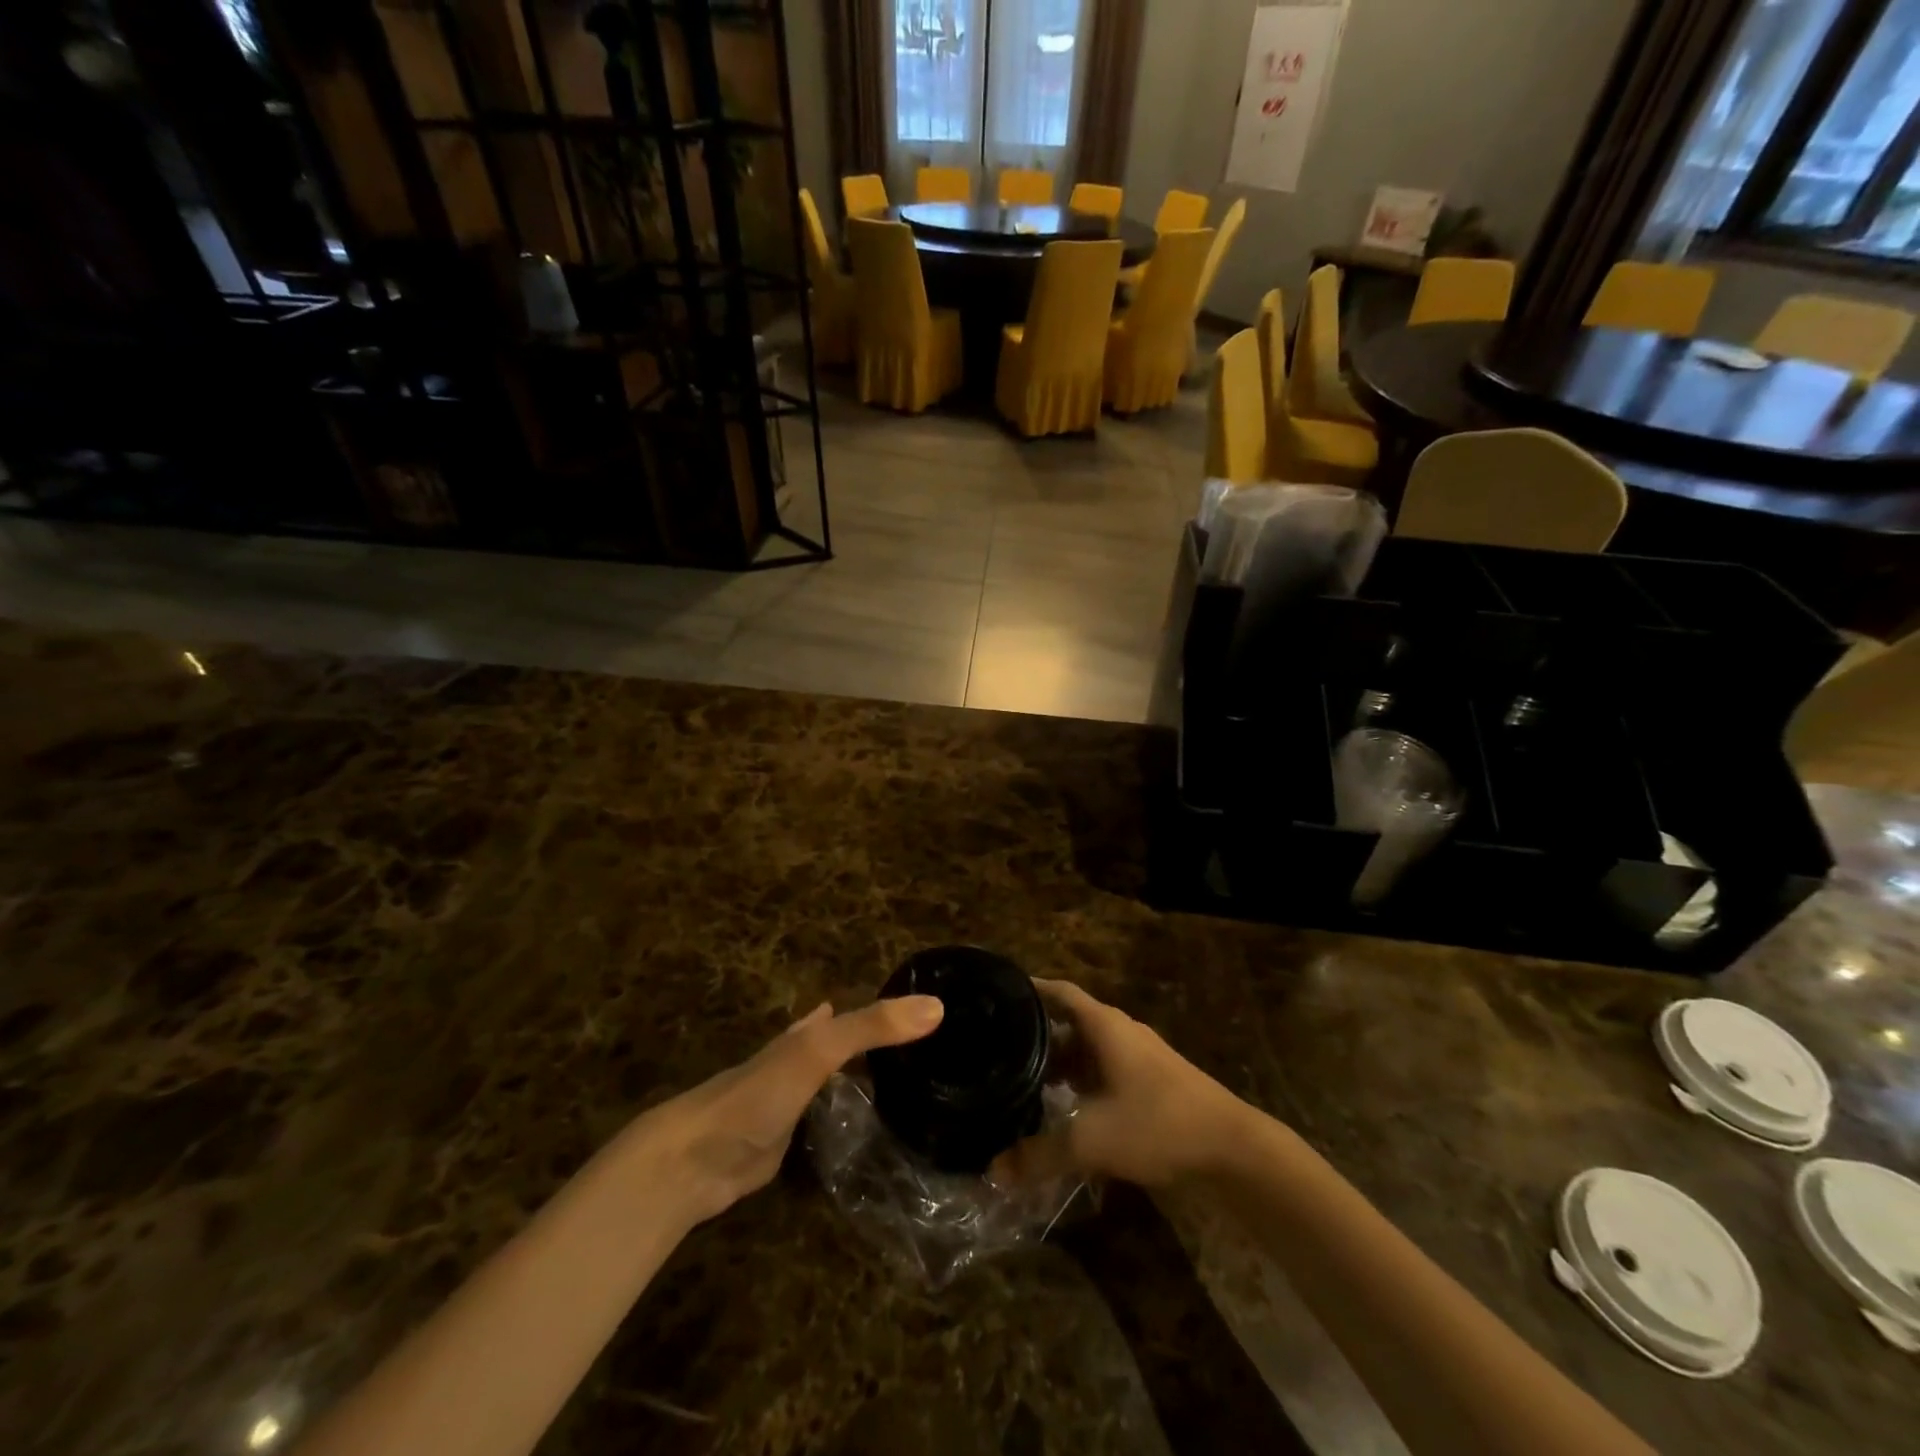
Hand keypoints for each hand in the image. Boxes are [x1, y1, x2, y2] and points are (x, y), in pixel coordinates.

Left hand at [636, 995, 943, 1225]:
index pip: (854, 1012)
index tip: (926, 1009)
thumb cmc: (760, 1093)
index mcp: (808, 1034)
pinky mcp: (789, 1144)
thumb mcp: (820, 1049)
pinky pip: (832, 1123)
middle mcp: (801, 1062)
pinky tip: (872, 1127)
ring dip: (866, 1079)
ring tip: (910, 1084)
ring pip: (838, 1083)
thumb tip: (937, 1005)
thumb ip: (873, 1027)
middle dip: (877, 1041)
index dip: (886, 1008)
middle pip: (845, 1044)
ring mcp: (794, 1104)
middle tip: (925, 1047)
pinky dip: (853, 1118)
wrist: (698, 1159)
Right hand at [993, 979, 1251, 1189]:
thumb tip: (993, 1169)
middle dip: (1037, 1037)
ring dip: (1060, 1065)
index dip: (1030, 990)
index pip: (1059, 992)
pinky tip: (1066, 1110)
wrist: (1233, 1148)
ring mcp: (1139, 1057)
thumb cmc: (1158, 1124)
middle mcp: (1120, 1032)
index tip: (998, 995)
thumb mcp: (1091, 1140)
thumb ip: (1040, 1154)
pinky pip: (1105, 1071)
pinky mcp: (1152, 1082)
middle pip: (1070, 1023)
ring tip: (1024, 1083)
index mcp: (1105, 1025)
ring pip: (1089, 1051)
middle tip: (998, 1051)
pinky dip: (1082, 1083)